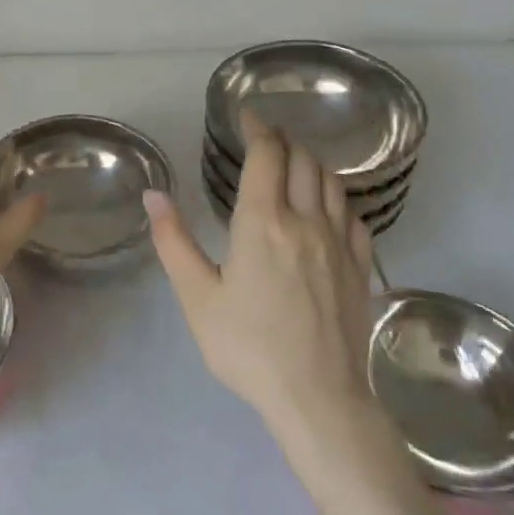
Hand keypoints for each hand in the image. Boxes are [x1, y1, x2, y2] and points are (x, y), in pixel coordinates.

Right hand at [146, 111, 380, 429]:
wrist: (319, 399)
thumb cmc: (248, 348)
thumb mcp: (197, 297)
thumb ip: (173, 241)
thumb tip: (153, 194)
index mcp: (262, 222)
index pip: (267, 155)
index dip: (257, 128)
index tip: (247, 115)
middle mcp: (305, 220)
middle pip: (302, 160)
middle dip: (283, 140)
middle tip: (265, 138)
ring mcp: (339, 243)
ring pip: (331, 181)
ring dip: (311, 162)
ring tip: (294, 163)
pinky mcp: (360, 266)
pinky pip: (353, 213)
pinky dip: (336, 196)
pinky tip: (327, 206)